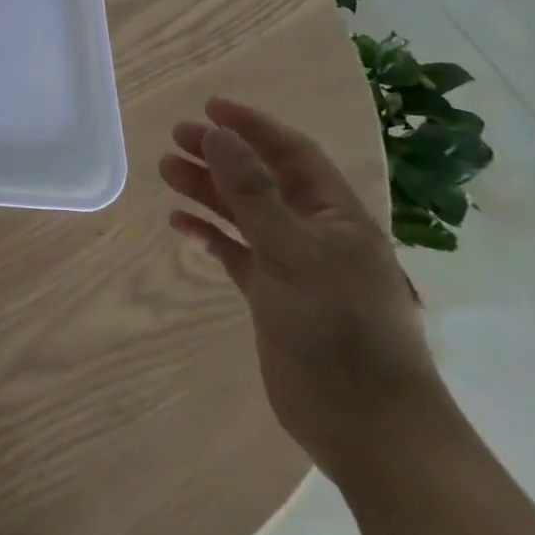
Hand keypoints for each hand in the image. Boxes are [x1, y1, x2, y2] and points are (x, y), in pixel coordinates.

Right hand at [159, 98, 451, 483]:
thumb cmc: (339, 328)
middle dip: (222, 155)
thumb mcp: (293, 252)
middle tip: (177, 137)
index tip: (210, 107)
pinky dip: (208, 234)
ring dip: (208, 190)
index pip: (293, 154)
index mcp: (336, 218)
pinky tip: (180, 225)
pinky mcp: (272, 297)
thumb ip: (251, 193)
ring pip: (243, 214)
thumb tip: (218, 135)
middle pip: (262, 180)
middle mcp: (315, 235)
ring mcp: (292, 267)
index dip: (254, 127)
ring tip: (167, 170)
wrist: (368, 427)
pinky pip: (234, 252)